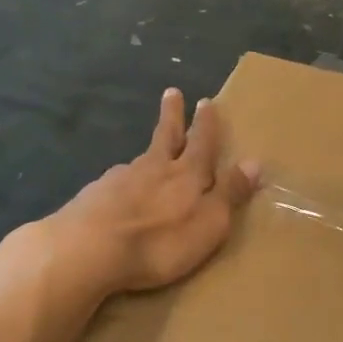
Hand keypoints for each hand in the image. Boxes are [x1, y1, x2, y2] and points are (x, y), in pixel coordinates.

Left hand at [42, 88, 259, 296]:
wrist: (88, 249)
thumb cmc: (159, 241)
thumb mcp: (209, 222)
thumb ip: (229, 193)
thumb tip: (254, 162)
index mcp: (186, 174)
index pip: (202, 143)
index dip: (206, 124)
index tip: (207, 101)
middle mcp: (153, 168)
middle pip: (166, 136)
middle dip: (173, 115)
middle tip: (172, 92)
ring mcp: (120, 179)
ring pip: (140, 160)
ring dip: (148, 153)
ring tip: (150, 155)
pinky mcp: (94, 196)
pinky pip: (116, 184)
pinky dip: (123, 183)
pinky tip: (119, 193)